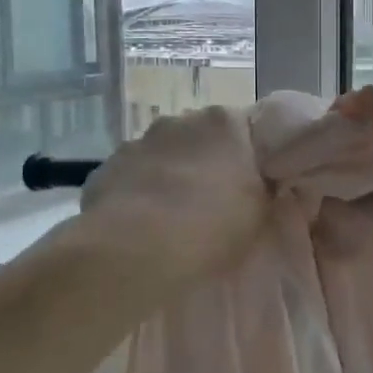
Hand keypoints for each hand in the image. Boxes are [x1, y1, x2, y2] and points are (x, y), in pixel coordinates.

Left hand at [78, 106, 269, 285]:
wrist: (134, 252)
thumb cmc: (211, 228)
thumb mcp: (262, 214)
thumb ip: (266, 189)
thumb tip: (264, 184)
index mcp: (224, 123)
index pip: (247, 128)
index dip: (251, 158)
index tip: (254, 185)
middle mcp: (180, 121)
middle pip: (202, 137)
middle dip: (209, 163)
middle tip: (216, 202)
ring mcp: (138, 142)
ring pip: (164, 156)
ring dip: (172, 176)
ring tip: (176, 218)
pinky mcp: (106, 168)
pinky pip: (133, 177)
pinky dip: (141, 194)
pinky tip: (143, 226)